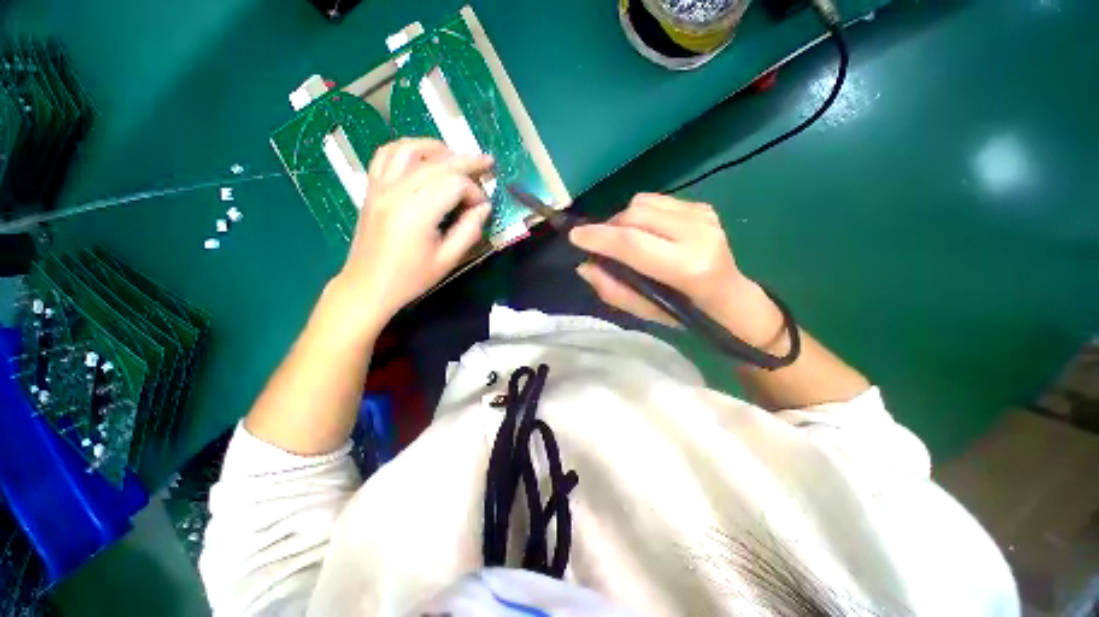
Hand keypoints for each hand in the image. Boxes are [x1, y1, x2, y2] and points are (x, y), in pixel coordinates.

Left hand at [334, 138, 493, 329]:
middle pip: (437, 162)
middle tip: (487, 163)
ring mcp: (380, 187)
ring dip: (436, 148)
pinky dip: (407, 149)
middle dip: (467, 161)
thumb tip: (484, 208)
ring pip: (409, 149)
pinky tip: (422, 156)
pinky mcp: (371, 189)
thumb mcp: (448, 260)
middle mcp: (397, 192)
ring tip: (456, 156)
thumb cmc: (411, 278)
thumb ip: (469, 230)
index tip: (482, 207)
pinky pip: (386, 155)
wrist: (368, 286)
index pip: (454, 184)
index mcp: (417, 213)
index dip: (474, 191)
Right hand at [569, 193, 782, 345]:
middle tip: (600, 245)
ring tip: (623, 240)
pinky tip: (644, 232)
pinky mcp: (703, 206)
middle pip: (634, 215)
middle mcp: (698, 233)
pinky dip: (639, 214)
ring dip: (622, 220)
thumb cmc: (687, 312)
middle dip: (608, 228)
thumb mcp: (646, 312)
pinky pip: (655, 200)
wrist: (731, 296)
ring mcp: (703, 215)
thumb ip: (613, 290)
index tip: (574, 236)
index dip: (598, 237)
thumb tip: (585, 267)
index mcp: (688, 267)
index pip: (632, 243)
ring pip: (642, 203)